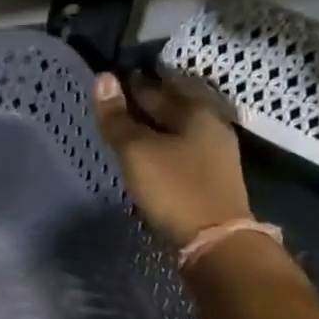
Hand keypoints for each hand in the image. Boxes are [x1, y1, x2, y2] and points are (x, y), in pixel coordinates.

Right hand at [93, 72, 251, 248]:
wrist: (215, 240)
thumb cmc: (174, 188)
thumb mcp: (137, 151)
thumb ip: (118, 118)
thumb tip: (103, 78)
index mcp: (194, 111)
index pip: (155, 87)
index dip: (130, 83)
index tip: (109, 79)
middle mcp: (210, 124)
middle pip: (171, 105)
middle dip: (145, 100)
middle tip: (115, 99)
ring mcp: (215, 151)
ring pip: (177, 126)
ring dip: (154, 123)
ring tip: (127, 125)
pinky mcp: (212, 174)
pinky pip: (182, 146)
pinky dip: (163, 142)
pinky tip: (149, 150)